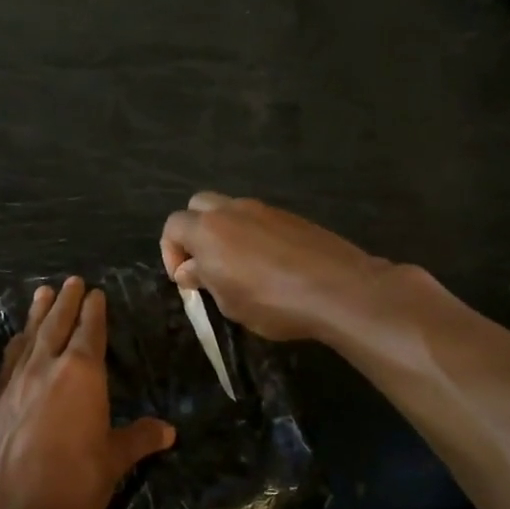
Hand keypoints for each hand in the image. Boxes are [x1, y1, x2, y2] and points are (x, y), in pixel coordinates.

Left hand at [0, 277, 175, 508]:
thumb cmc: (74, 484)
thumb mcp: (114, 461)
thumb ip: (138, 439)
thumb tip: (168, 431)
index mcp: (82, 375)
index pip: (90, 332)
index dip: (94, 311)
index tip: (96, 293)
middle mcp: (46, 368)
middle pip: (57, 324)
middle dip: (66, 301)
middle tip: (71, 280)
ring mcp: (16, 383)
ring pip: (30, 337)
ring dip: (37, 313)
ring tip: (42, 293)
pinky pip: (10, 360)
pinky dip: (17, 344)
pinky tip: (17, 341)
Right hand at [160, 192, 389, 341]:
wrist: (339, 289)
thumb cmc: (273, 302)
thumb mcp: (229, 303)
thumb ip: (204, 280)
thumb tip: (190, 270)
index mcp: (208, 230)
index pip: (173, 226)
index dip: (170, 252)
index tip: (184, 279)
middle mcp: (232, 210)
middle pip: (198, 206)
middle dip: (194, 231)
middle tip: (204, 263)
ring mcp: (264, 209)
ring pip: (230, 210)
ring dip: (224, 231)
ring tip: (237, 266)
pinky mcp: (291, 216)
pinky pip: (259, 219)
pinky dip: (252, 234)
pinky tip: (268, 264)